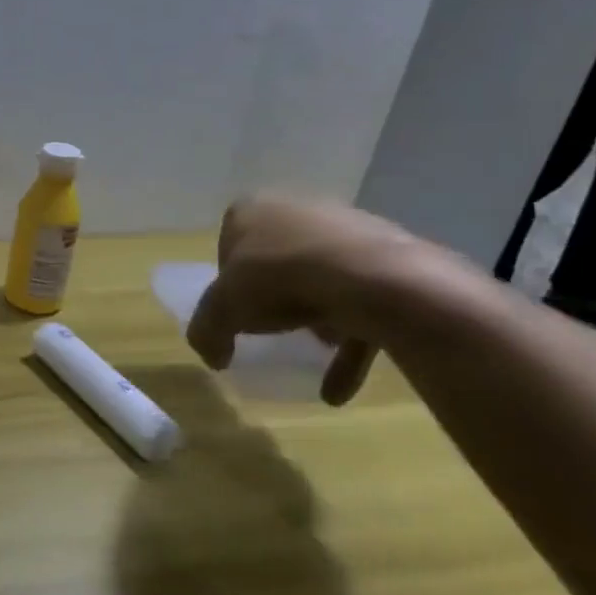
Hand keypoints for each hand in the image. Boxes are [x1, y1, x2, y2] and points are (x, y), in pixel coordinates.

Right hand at [187, 193, 449, 404]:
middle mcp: (298, 210)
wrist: (374, 279)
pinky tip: (341, 385)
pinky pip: (362, 300)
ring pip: (322, 278)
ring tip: (313, 351)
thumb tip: (212, 356)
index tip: (234, 311)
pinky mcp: (388, 257)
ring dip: (317, 319)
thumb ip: (206, 330)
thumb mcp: (222, 309)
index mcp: (252, 210)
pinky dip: (352, 339)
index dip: (228, 283)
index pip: (228, 246)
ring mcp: (347, 231)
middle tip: (272, 328)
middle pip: (276, 259)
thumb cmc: (280, 279)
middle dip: (275, 297)